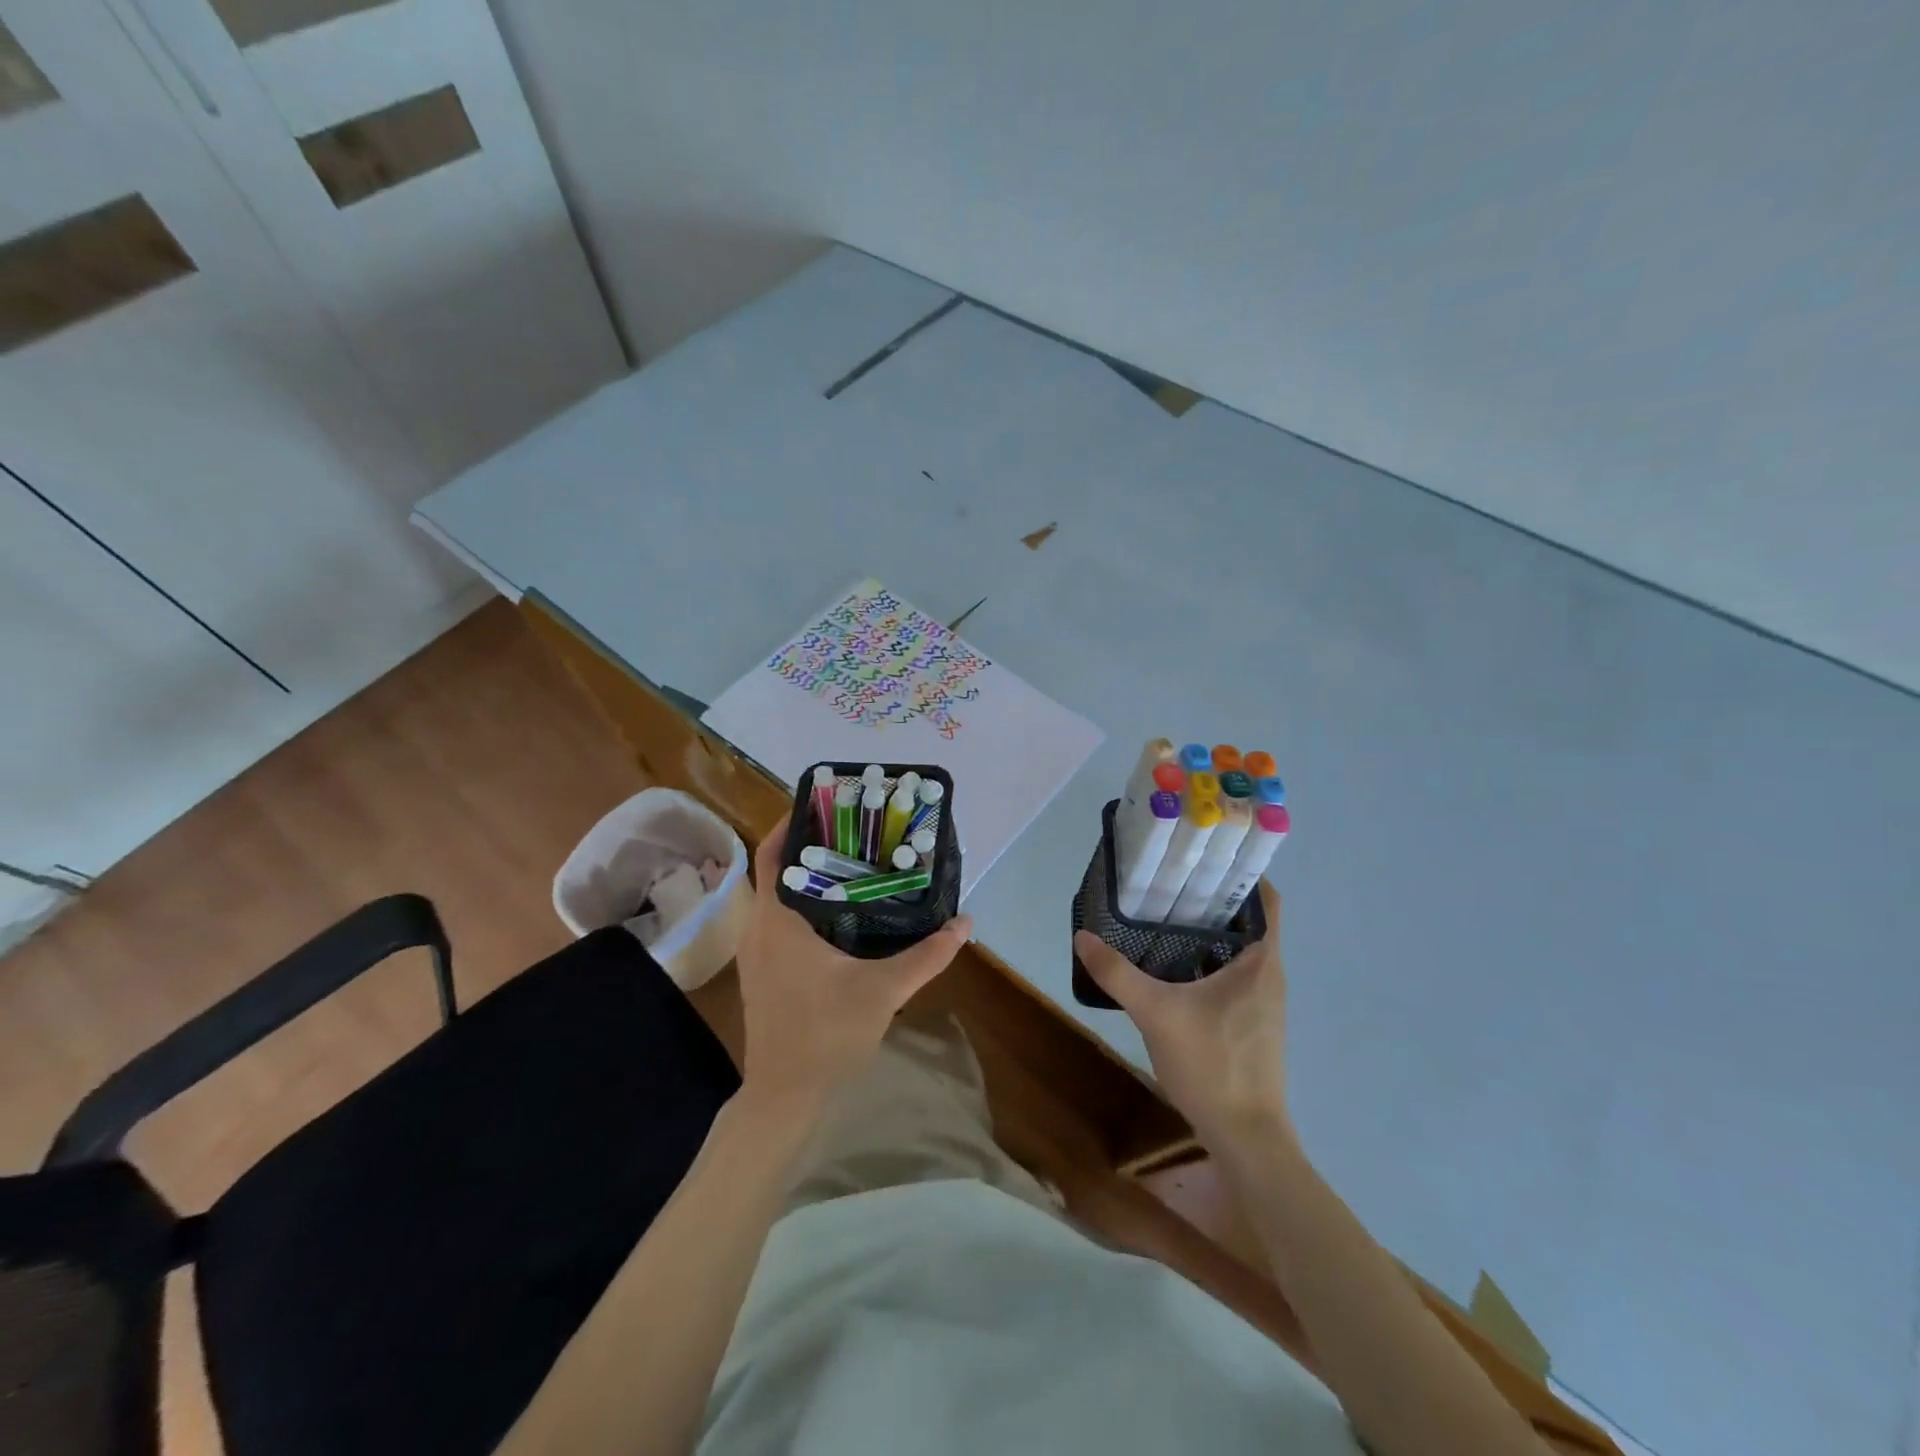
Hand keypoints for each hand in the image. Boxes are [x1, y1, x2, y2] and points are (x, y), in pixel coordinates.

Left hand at [736, 814, 973, 1111]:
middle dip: (808, 845)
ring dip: (804, 875)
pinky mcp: (761, 971)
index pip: (772, 853)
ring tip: (850, 862)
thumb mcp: (884, 990)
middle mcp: (758, 928)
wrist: (785, 1096)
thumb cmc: (827, 1035)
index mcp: (777, 921)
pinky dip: (800, 903)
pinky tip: (837, 911)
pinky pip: (776, 919)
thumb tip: (966, 922)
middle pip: (776, 869)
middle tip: (852, 830)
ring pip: (775, 896)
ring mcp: (755, 952)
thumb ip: (928, 955)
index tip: (825, 805)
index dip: (791, 823)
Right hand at [1073, 881, 1292, 1148]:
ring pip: (1239, 948)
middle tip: (1169, 880)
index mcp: (1260, 960)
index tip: (1204, 857)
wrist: (1245, 1137)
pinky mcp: (1251, 1022)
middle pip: (1247, 920)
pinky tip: (1172, 966)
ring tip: (1164, 914)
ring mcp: (1263, 1001)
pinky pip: (1233, 973)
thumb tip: (1082, 936)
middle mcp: (1269, 973)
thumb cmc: (1212, 1065)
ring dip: (1208, 930)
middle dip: (1212, 897)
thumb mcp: (1156, 1013)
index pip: (1266, 899)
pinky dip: (1207, 959)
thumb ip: (1117, 973)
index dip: (1241, 872)